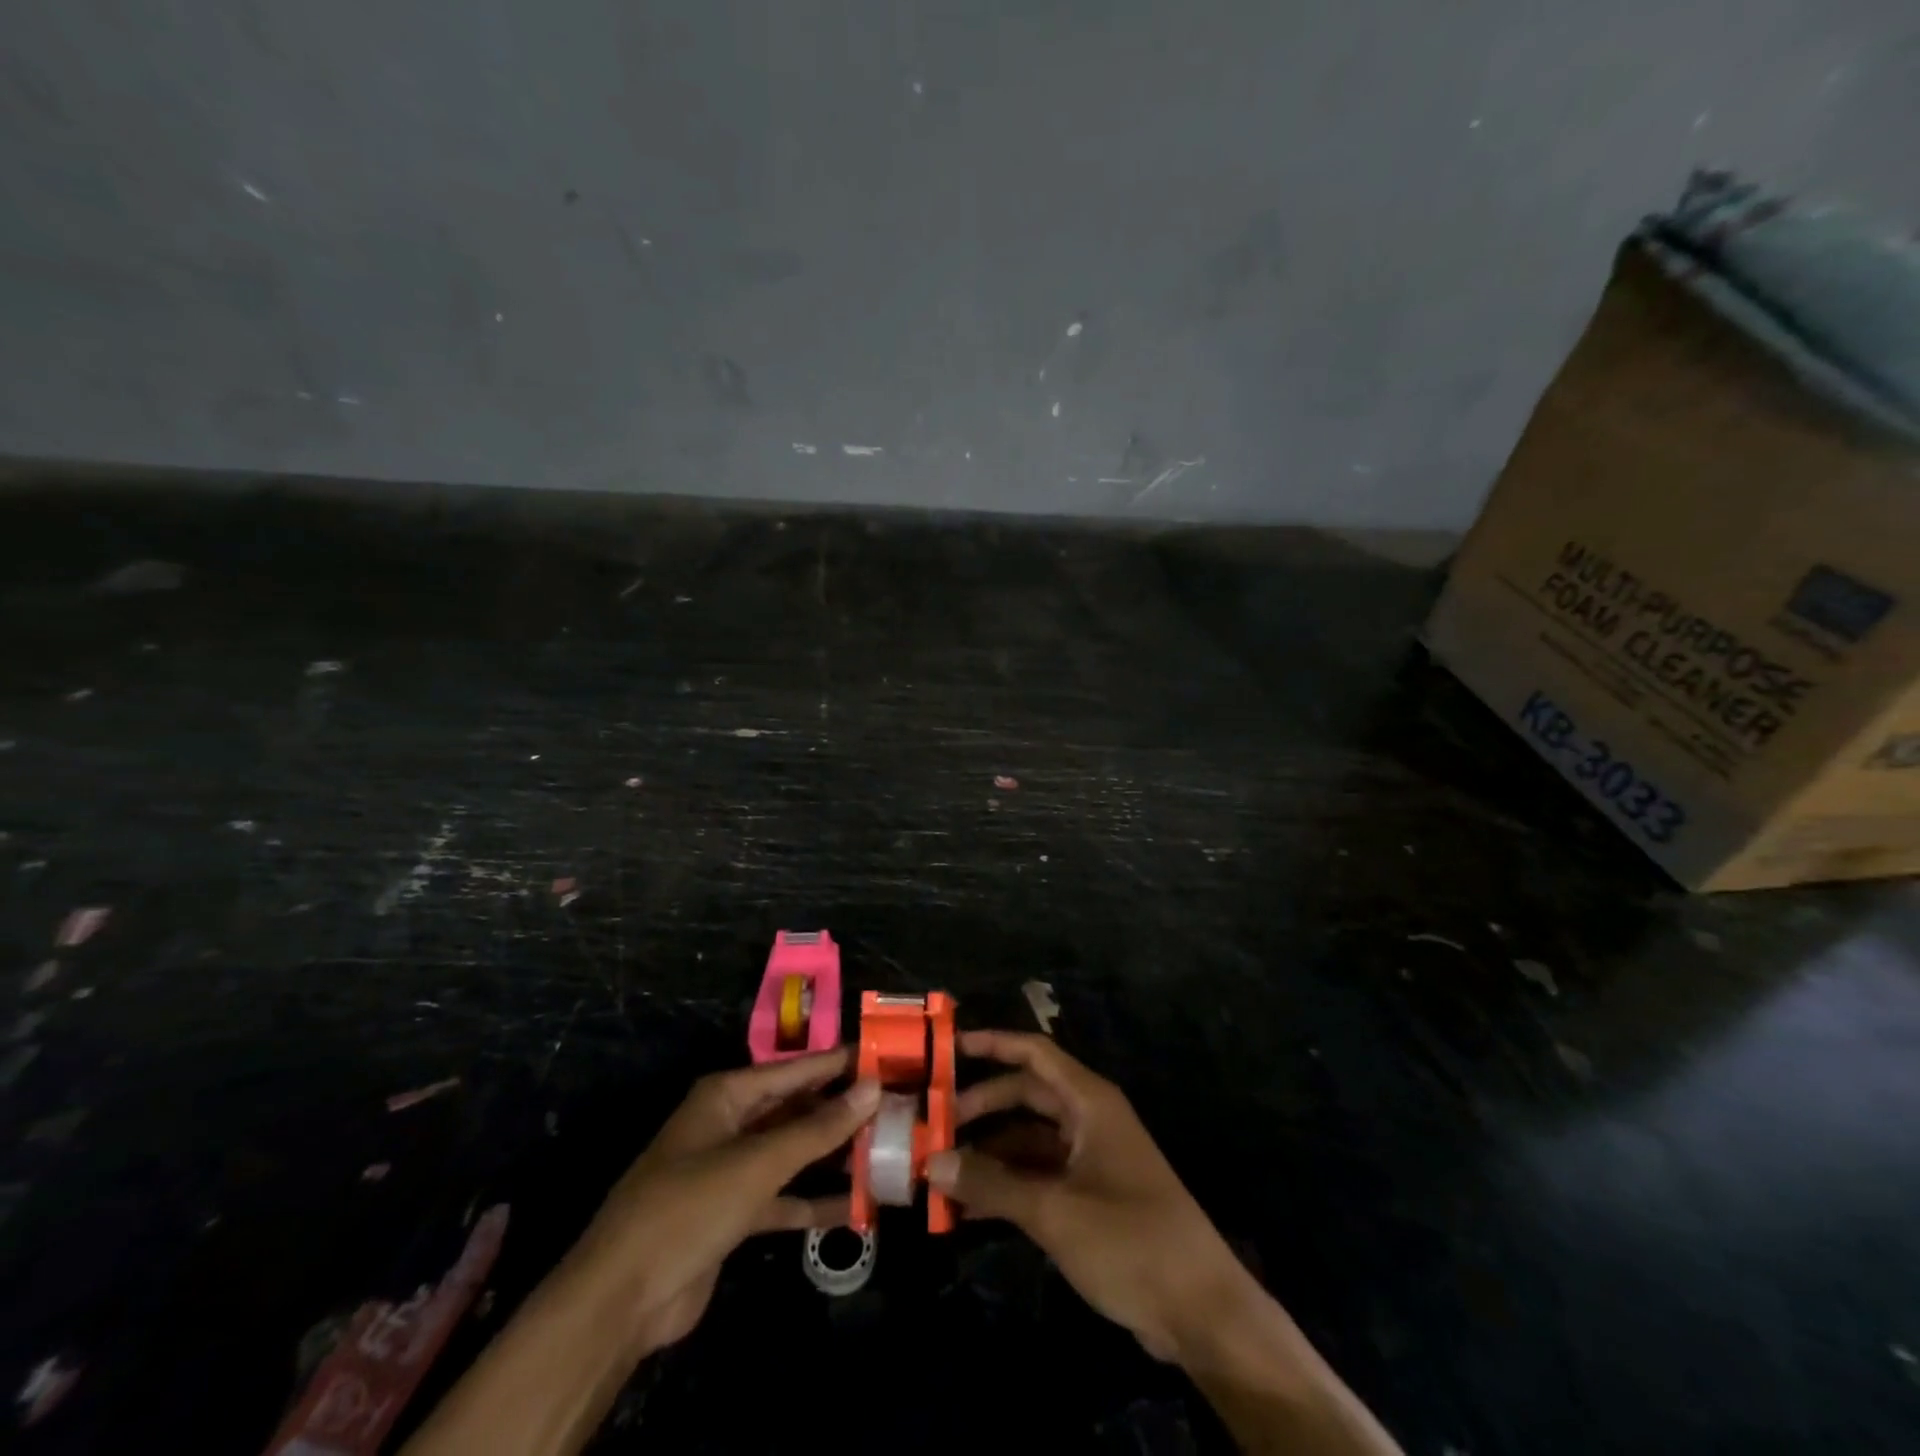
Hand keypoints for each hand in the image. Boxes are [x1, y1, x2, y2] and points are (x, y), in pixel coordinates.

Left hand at [575, 1048, 879, 1352]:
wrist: (620, 1300)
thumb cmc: (688, 1207)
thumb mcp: (758, 1163)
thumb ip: (818, 1128)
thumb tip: (873, 1087)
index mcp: (729, 1095)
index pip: (797, 1068)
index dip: (841, 1063)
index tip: (889, 1057)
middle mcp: (732, 1123)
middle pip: (797, 1108)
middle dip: (843, 1111)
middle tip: (898, 1108)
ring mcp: (732, 1170)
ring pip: (794, 1152)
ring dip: (834, 1156)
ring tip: (889, 1151)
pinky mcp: (734, 1214)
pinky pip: (784, 1197)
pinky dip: (815, 1200)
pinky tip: (859, 1207)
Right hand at [927, 1030, 1247, 1361]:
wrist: (1201, 1311)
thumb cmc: (1130, 1240)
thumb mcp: (1054, 1211)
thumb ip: (991, 1184)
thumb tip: (932, 1161)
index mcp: (1089, 1102)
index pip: (1035, 1054)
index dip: (993, 1044)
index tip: (948, 1049)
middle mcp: (1089, 1120)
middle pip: (1026, 1095)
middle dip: (982, 1106)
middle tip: (935, 1124)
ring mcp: (1091, 1159)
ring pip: (1029, 1139)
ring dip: (990, 1153)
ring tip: (942, 1170)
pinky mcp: (1091, 1196)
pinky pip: (1039, 1175)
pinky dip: (1007, 1185)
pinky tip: (970, 1207)